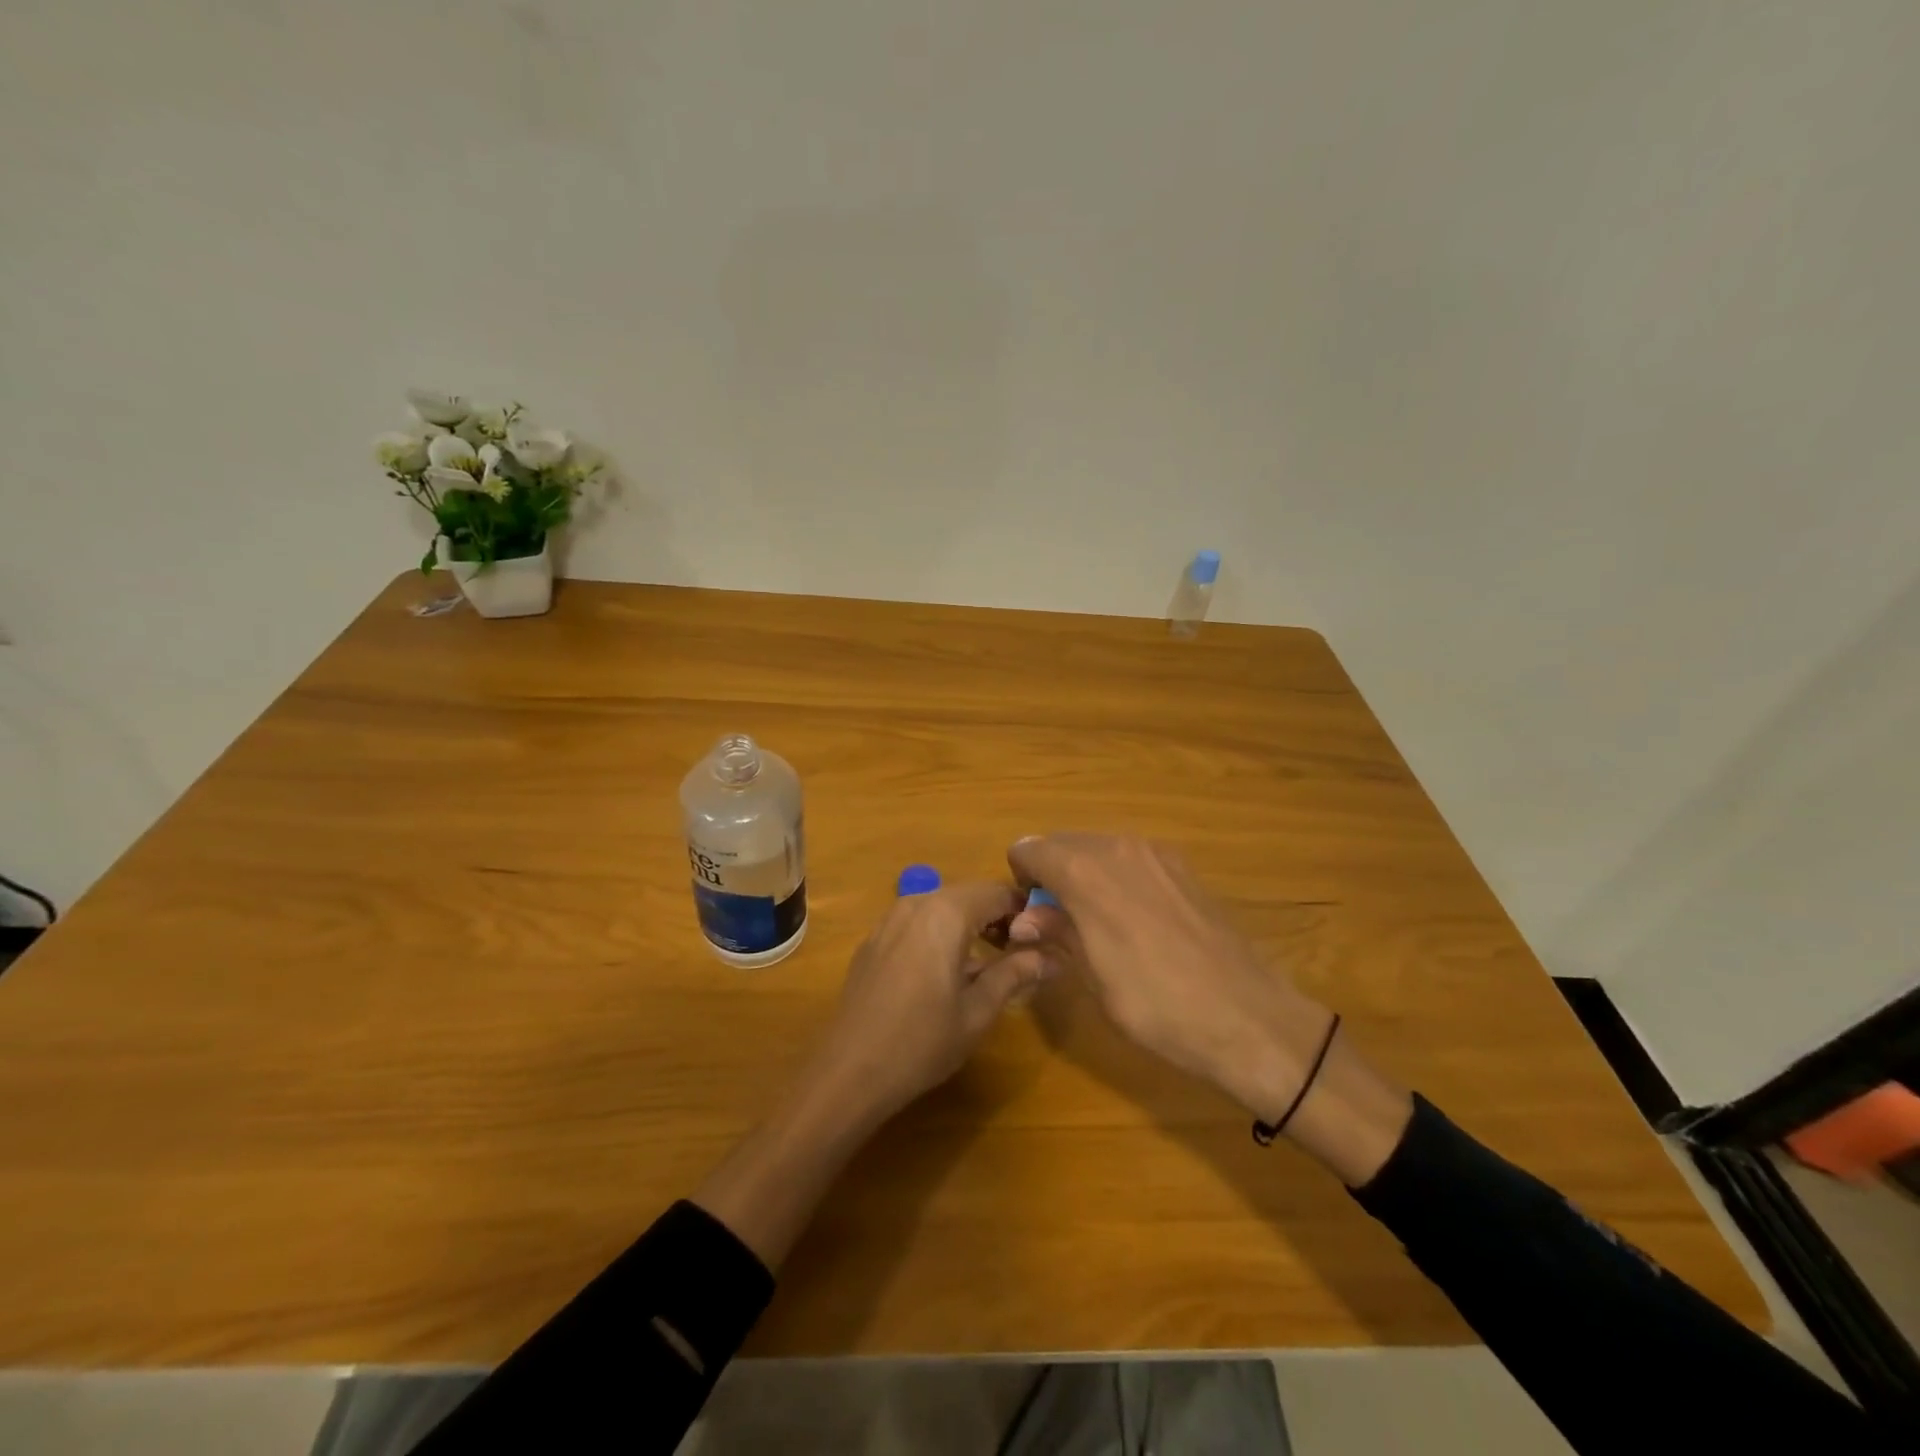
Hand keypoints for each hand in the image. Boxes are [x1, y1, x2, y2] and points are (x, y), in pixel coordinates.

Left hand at [805, 882, 1049, 1126]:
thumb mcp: (979, 1010)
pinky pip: (916, 923)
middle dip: (997, 917)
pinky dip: (939, 935)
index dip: (1025, 911)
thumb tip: (1054, 957)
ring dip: (968, 925)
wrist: (851, 1071)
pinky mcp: (873, 941)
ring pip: (941, 908)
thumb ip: (1016, 973)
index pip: (998, 892)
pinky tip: (944, 973)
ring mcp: (889, 920)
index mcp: (946, 912)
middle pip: (969, 895)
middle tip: (1019, 953)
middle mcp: (916, 903)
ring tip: (987, 965)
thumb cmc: (923, 1041)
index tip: (1043, 939)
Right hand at [1006, 833, 1411, 1185]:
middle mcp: (1119, 847)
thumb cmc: (1158, 1006)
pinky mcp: (1183, 868)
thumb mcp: (1094, 977)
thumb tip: (1025, 918)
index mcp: (1086, 872)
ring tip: (1093, 922)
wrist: (1249, 1019)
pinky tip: (1133, 920)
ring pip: (1099, 847)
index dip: (1021, 877)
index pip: (1032, 850)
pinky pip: (1131, 858)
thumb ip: (1057, 933)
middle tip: (1054, 919)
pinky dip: (1116, 876)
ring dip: (1084, 873)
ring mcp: (1156, 853)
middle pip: (1064, 842)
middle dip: (1051, 872)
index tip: (1027, 912)